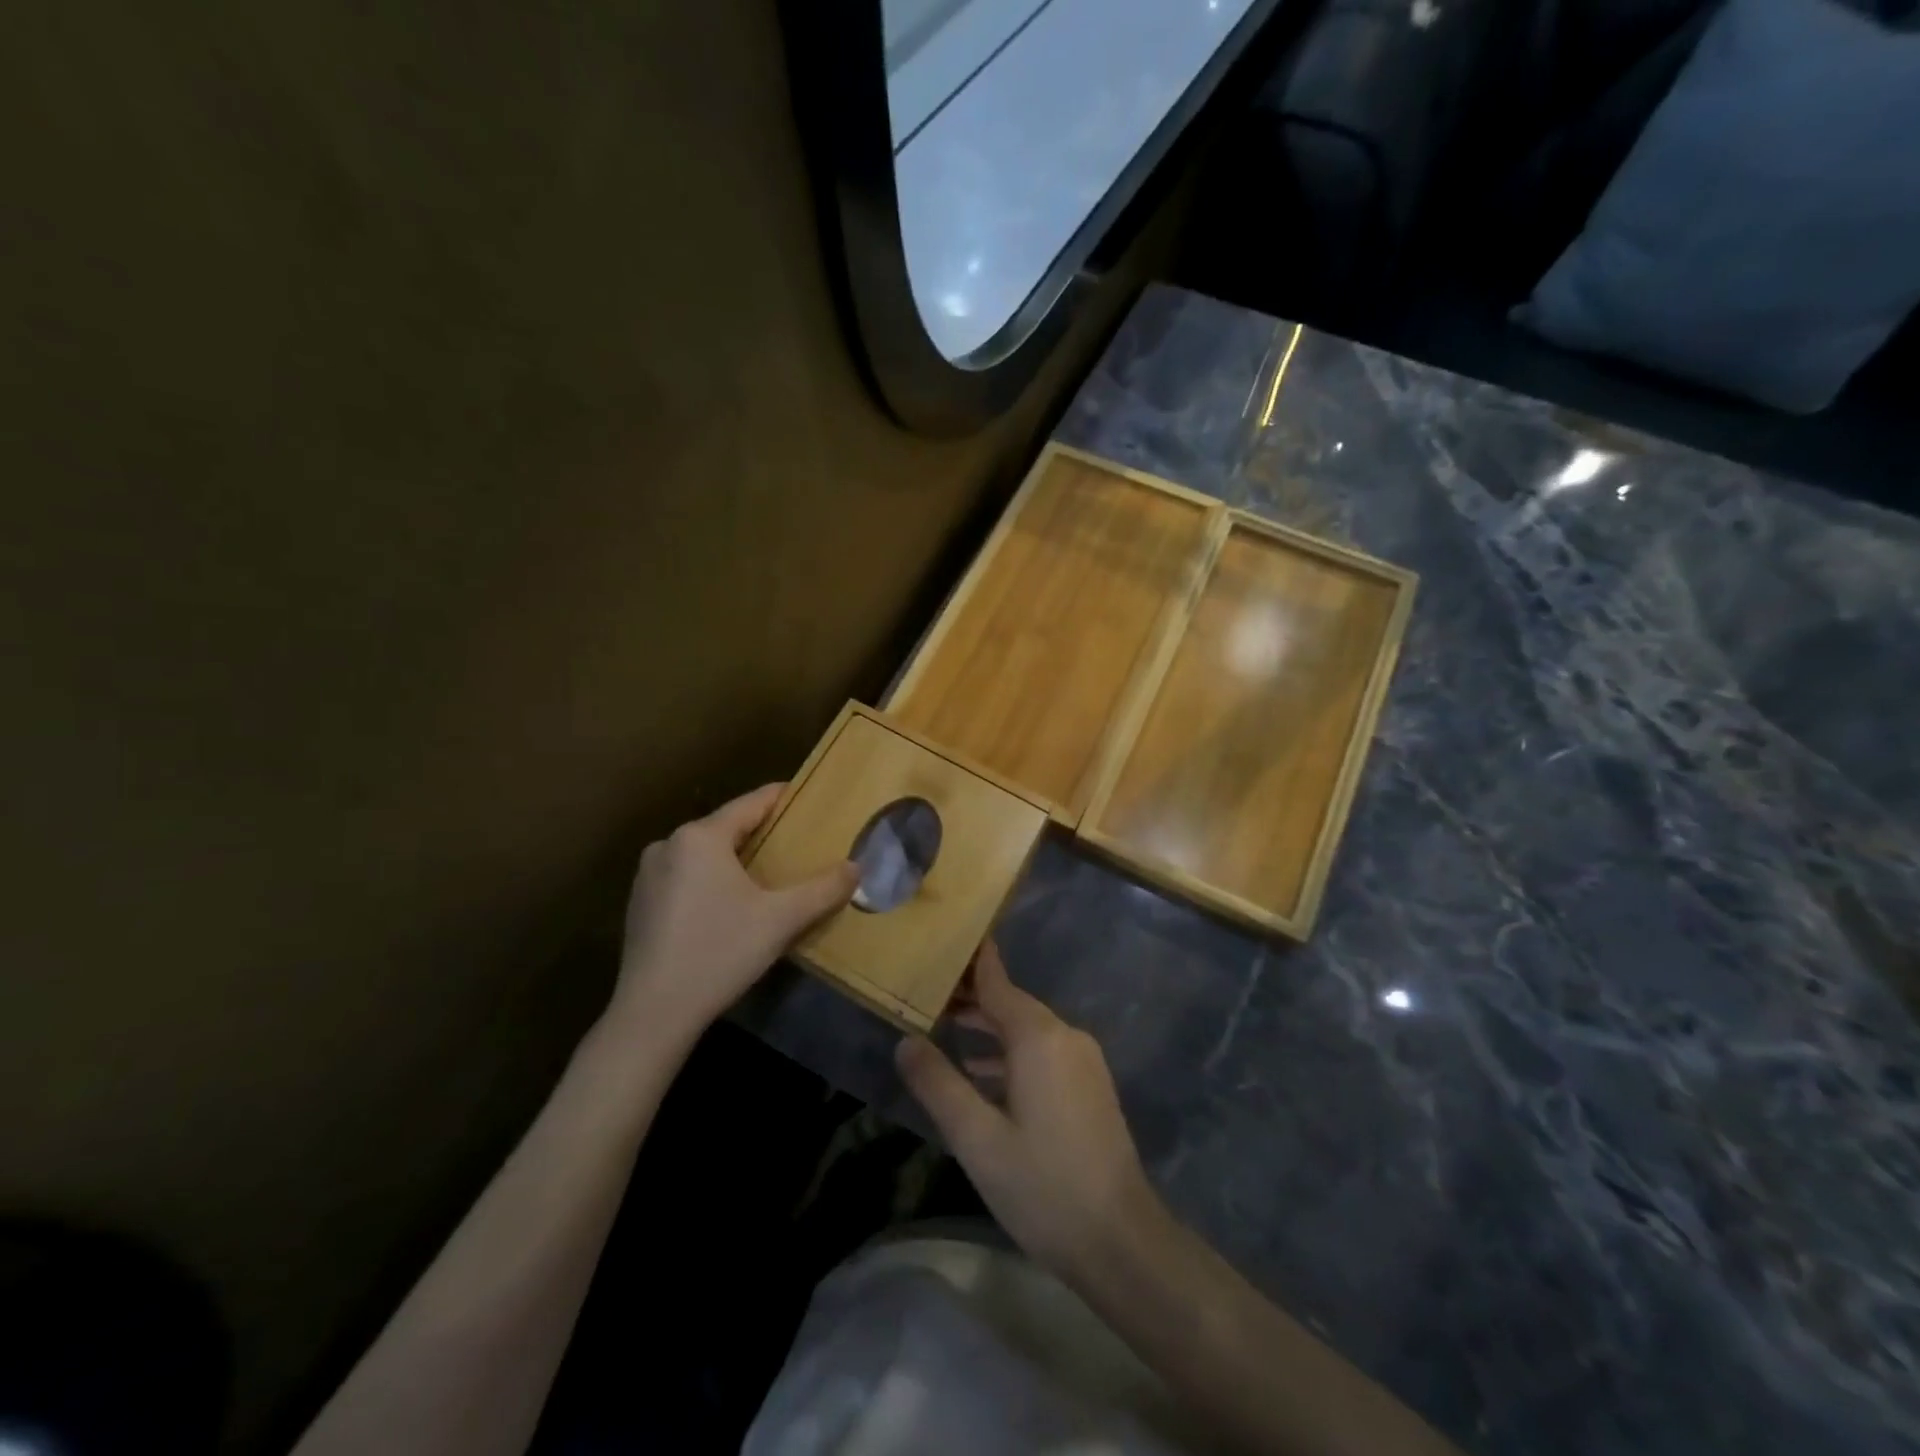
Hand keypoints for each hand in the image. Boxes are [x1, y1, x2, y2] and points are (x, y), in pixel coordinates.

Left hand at [610, 785, 857, 1049]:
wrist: (653, 1014)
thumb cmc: (719, 953)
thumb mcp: (781, 920)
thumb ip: (822, 889)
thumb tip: (856, 868)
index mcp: (700, 837)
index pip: (751, 804)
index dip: (782, 798)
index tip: (807, 798)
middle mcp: (668, 845)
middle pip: (726, 828)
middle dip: (761, 834)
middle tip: (795, 845)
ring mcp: (648, 875)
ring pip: (703, 855)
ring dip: (734, 860)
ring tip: (766, 877)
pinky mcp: (639, 904)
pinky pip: (685, 877)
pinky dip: (709, 882)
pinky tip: (727, 908)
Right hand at [895, 942, 1161, 1282]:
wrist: (1121, 1241)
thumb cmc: (1043, 1186)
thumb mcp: (977, 1139)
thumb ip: (938, 1084)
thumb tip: (905, 1041)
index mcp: (1039, 1038)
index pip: (997, 981)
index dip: (970, 962)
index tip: (943, 941)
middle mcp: (1065, 1036)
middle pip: (1011, 1003)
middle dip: (971, 998)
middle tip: (926, 993)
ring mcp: (1083, 1061)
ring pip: (1027, 1030)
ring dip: (989, 1028)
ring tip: (945, 1027)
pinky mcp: (1089, 1086)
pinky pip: (1043, 1053)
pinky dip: (1010, 1054)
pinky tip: (983, 1074)